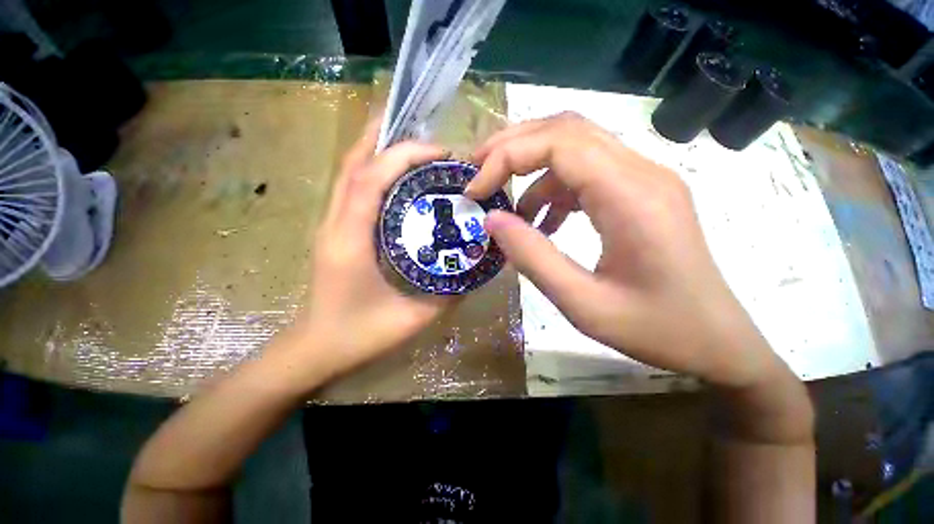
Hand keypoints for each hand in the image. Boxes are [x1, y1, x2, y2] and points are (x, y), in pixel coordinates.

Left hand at [296, 123, 450, 376]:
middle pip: (354, 164)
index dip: (403, 156)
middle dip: (388, 140)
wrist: (314, 351)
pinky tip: (398, 175)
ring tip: (415, 146)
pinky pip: (353, 189)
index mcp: (350, 241)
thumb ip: (446, 295)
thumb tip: (473, 270)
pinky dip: (375, 171)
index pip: (370, 180)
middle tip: (428, 138)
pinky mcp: (336, 230)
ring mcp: (331, 225)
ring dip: (379, 150)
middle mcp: (335, 223)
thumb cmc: (358, 337)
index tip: (440, 153)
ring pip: (350, 172)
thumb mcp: (411, 319)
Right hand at [466, 112, 779, 387]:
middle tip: (478, 174)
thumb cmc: (656, 330)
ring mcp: (643, 179)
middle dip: (513, 147)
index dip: (507, 157)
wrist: (718, 342)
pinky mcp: (640, 194)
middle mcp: (641, 172)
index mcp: (632, 195)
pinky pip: (586, 175)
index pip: (558, 143)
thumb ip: (533, 257)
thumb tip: (492, 220)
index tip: (475, 190)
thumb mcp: (583, 304)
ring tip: (507, 210)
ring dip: (532, 171)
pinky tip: (542, 224)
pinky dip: (553, 191)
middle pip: (566, 130)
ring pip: (574, 148)